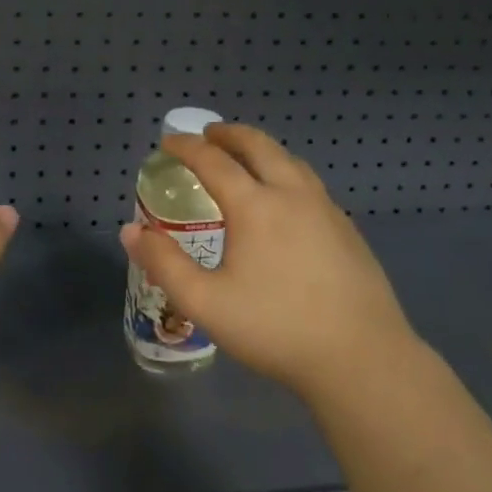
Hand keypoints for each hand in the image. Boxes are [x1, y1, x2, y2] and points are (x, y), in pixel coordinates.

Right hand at [119, 123, 418, 403]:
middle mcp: (291, 194)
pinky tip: (286, 199)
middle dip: (229, 134)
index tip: (168, 142)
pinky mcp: (347, 229)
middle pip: (258, 146)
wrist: (361, 357)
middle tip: (209, 134)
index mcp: (255, 205)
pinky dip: (286, 172)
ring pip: (290, 161)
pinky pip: (309, 183)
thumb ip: (164, 264)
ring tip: (246, 158)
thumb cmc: (276, 328)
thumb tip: (130, 231)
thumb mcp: (205, 303)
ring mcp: (326, 209)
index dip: (186, 147)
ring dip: (262, 149)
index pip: (213, 161)